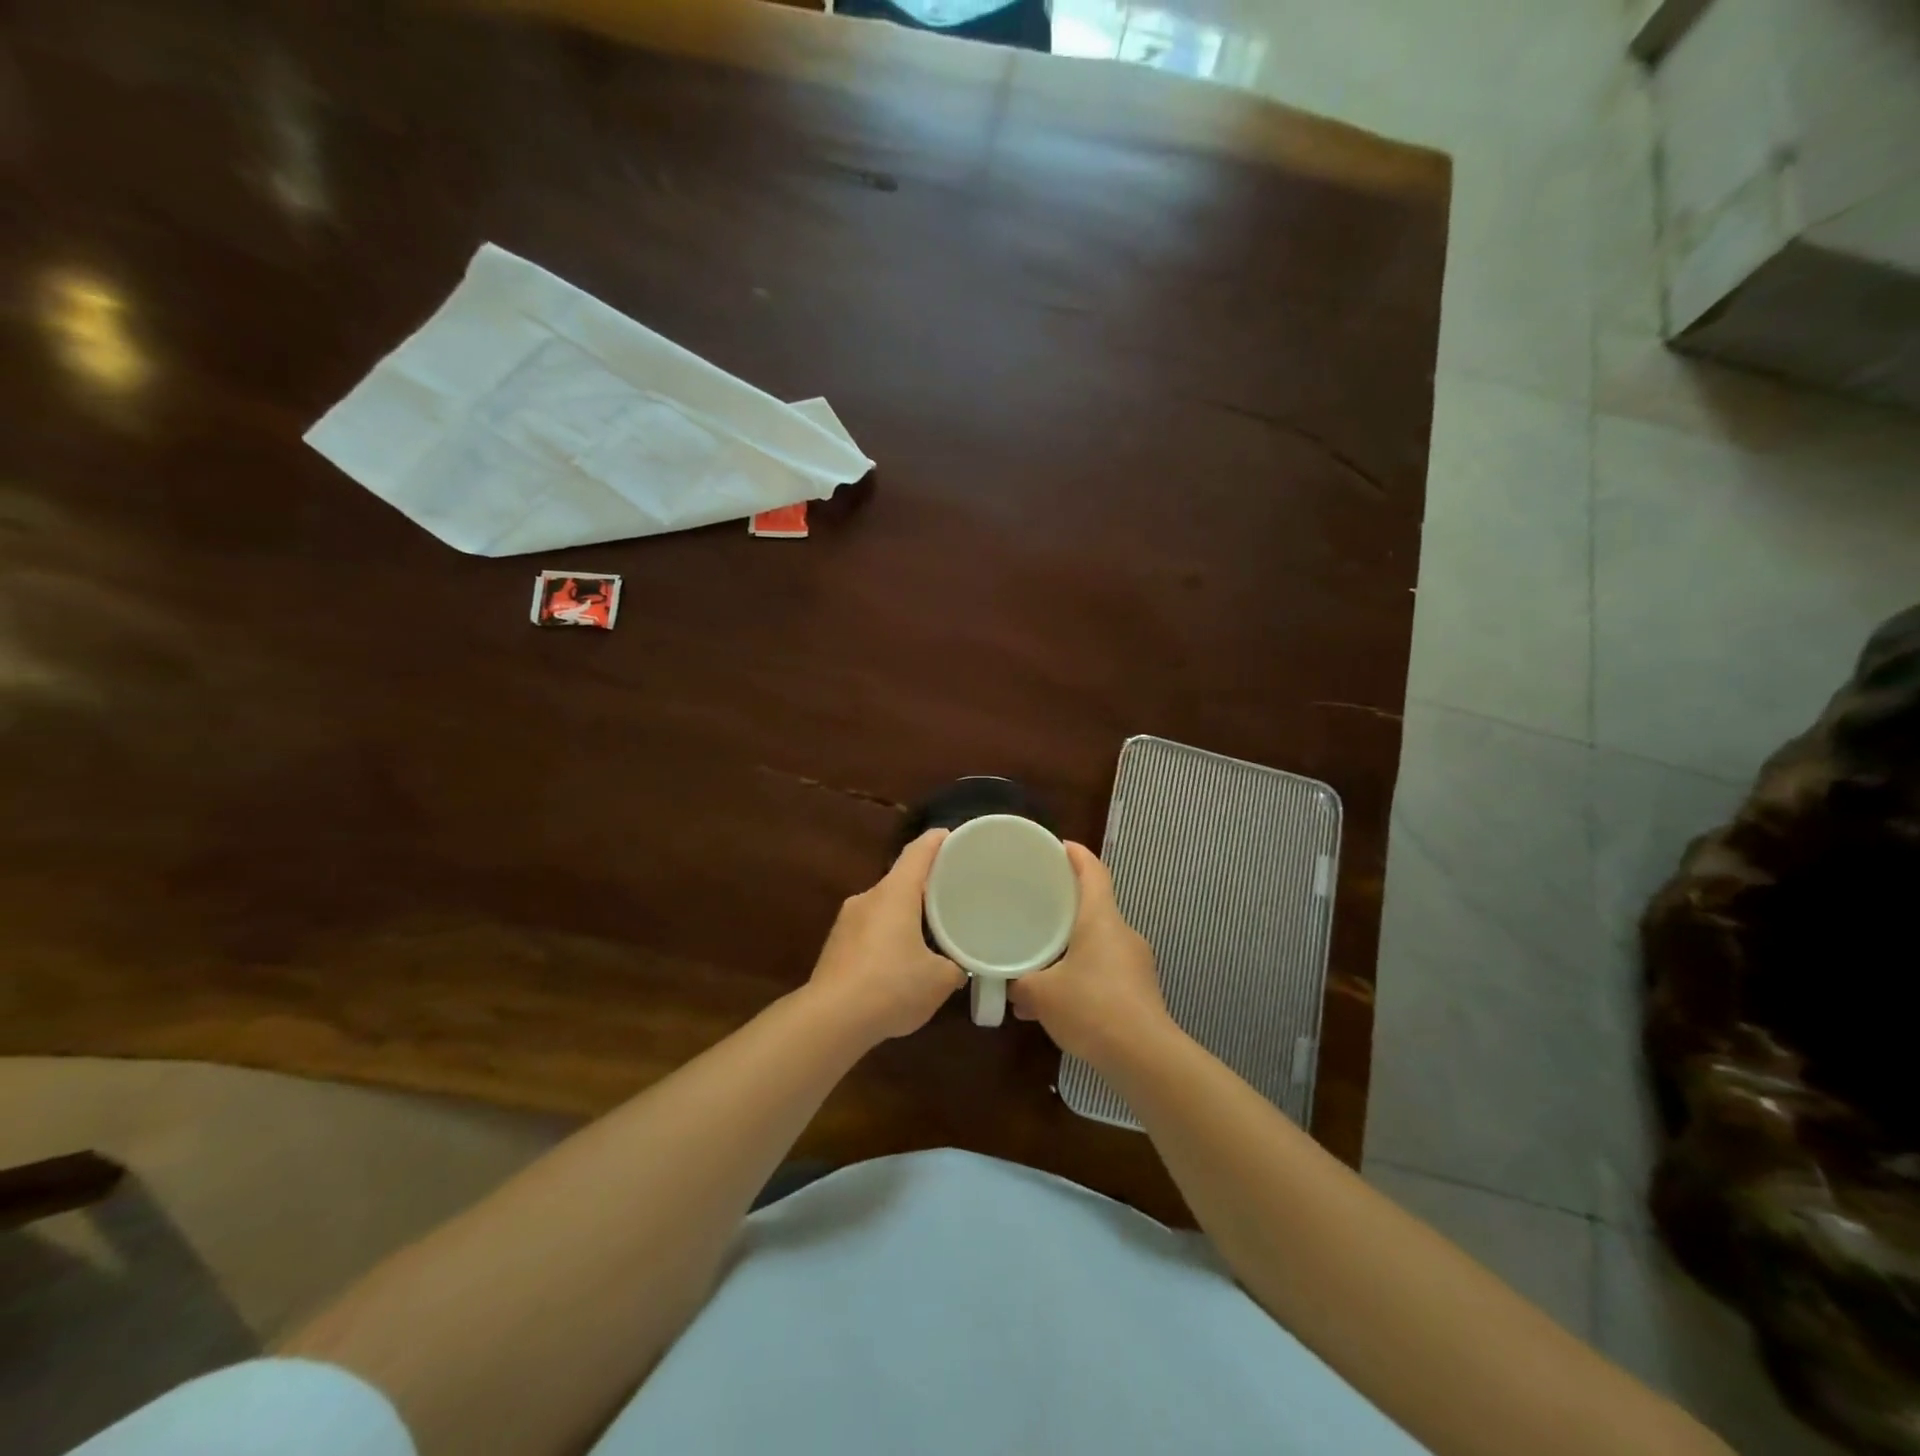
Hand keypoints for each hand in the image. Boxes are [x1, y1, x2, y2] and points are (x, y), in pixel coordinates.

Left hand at [806, 829, 964, 1042]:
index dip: (936, 841)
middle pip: (899, 880)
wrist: (831, 1020)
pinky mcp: (834, 947)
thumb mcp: (939, 980)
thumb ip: (954, 967)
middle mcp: (868, 898)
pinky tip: (898, 963)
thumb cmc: (892, 986)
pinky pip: (869, 931)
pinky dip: (887, 937)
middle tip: (949, 893)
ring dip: (904, 915)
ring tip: (927, 931)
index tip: (951, 836)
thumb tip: (958, 967)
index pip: (918, 852)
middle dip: (923, 885)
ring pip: (883, 908)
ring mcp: (846, 922)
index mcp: (895, 893)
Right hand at [1009, 842, 1174, 1065]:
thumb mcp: (1042, 994)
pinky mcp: (1141, 992)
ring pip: (1099, 943)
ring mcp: (1136, 963)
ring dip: (1073, 948)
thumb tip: (1011, 985)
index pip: (1094, 872)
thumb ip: (1021, 984)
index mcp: (1101, 919)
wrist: (1144, 1057)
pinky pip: (1106, 971)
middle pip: (1095, 906)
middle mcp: (1123, 933)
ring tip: (1043, 963)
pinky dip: (1084, 976)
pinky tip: (1061, 1003)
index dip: (1077, 854)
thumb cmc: (1091, 1008)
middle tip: (1038, 906)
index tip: (1059, 846)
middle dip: (1067, 905)